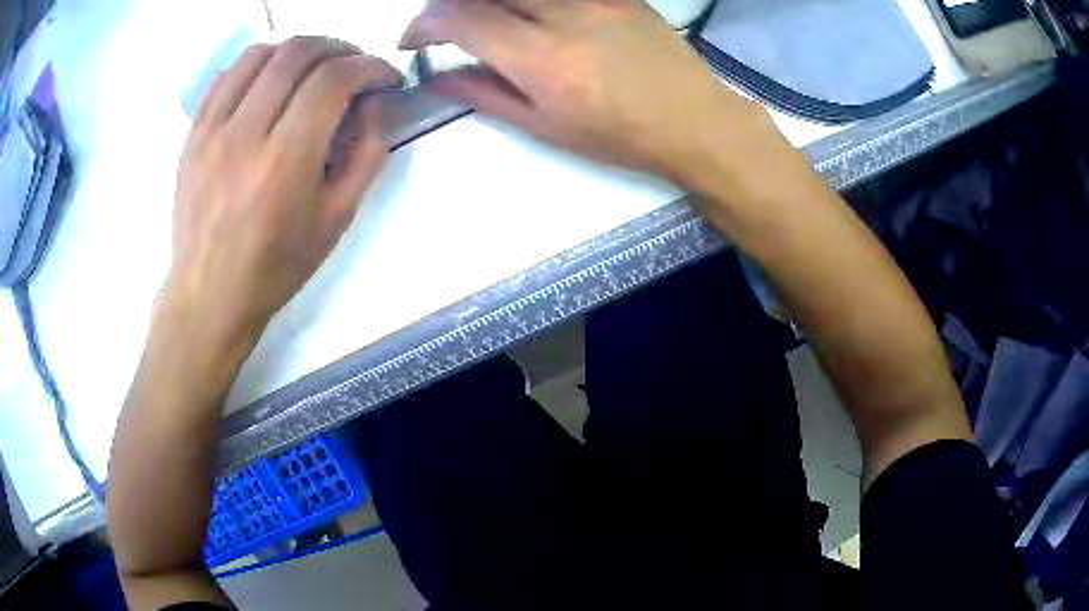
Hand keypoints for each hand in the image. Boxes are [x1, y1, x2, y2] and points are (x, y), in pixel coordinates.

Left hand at [166, 37, 401, 337]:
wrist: (210, 292)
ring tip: (313, 68)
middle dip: (340, 48)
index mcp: (286, 162)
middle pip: (298, 54)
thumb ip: (367, 154)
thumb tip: (373, 103)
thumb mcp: (337, 220)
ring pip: (261, 53)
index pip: (334, 80)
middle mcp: (245, 135)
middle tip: (354, 65)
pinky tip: (271, 81)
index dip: (371, 66)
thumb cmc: (277, 266)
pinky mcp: (194, 133)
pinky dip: (258, 64)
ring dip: (297, 49)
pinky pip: (227, 74)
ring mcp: (212, 130)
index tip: (386, 76)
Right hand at [400, 0, 771, 179]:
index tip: (415, 42)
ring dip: (487, 0)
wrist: (694, 121)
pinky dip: (529, 0)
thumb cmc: (619, 136)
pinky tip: (530, 15)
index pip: (459, 18)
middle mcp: (563, 14)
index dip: (422, 25)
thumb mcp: (545, 127)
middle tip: (445, 28)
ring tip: (486, 21)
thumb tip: (440, 76)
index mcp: (540, 58)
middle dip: (448, 6)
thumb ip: (485, 94)